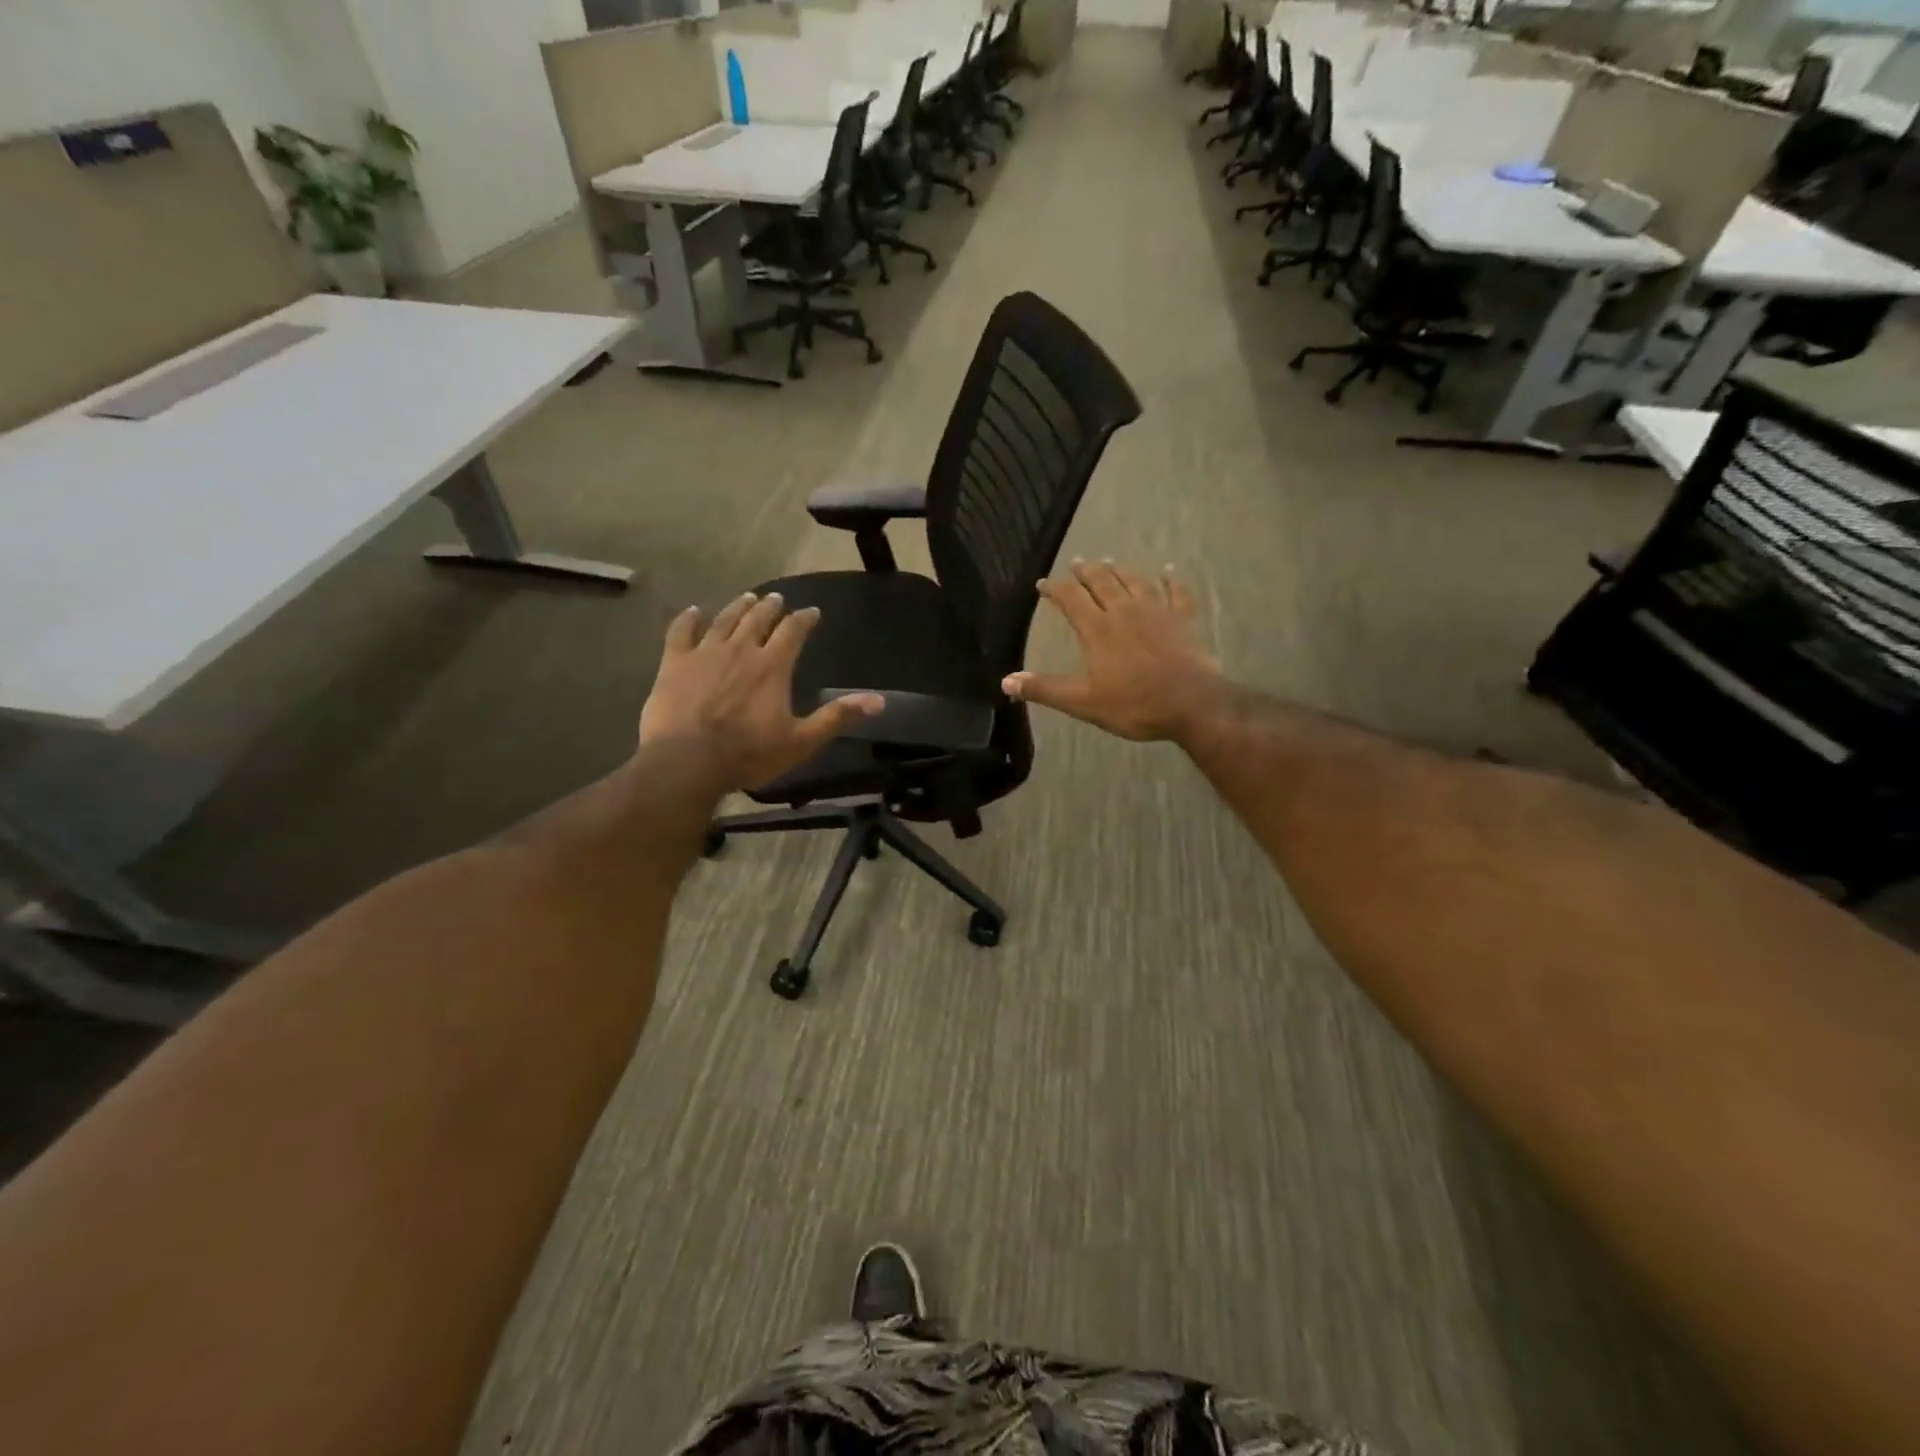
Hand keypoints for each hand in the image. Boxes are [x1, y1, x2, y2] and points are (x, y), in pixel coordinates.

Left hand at [638, 592, 882, 791]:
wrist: (687, 762)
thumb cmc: (749, 754)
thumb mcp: (802, 741)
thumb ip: (838, 717)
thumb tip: (879, 701)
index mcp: (773, 666)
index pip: (794, 631)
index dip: (804, 619)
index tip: (812, 612)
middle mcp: (741, 650)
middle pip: (758, 619)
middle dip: (770, 607)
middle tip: (776, 598)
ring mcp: (705, 653)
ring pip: (725, 620)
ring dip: (738, 606)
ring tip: (748, 597)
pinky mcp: (674, 663)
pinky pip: (681, 631)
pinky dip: (688, 619)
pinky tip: (693, 611)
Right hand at [1002, 560, 1224, 742]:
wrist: (1191, 704)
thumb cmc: (1134, 704)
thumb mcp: (1082, 702)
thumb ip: (1045, 689)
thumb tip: (1006, 681)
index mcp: (1098, 629)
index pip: (1071, 599)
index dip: (1054, 589)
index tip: (1042, 584)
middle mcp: (1125, 612)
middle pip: (1102, 582)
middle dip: (1086, 572)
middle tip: (1077, 563)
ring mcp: (1157, 613)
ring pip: (1135, 582)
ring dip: (1120, 571)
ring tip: (1109, 562)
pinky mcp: (1183, 621)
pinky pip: (1177, 593)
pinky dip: (1171, 580)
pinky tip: (1168, 571)